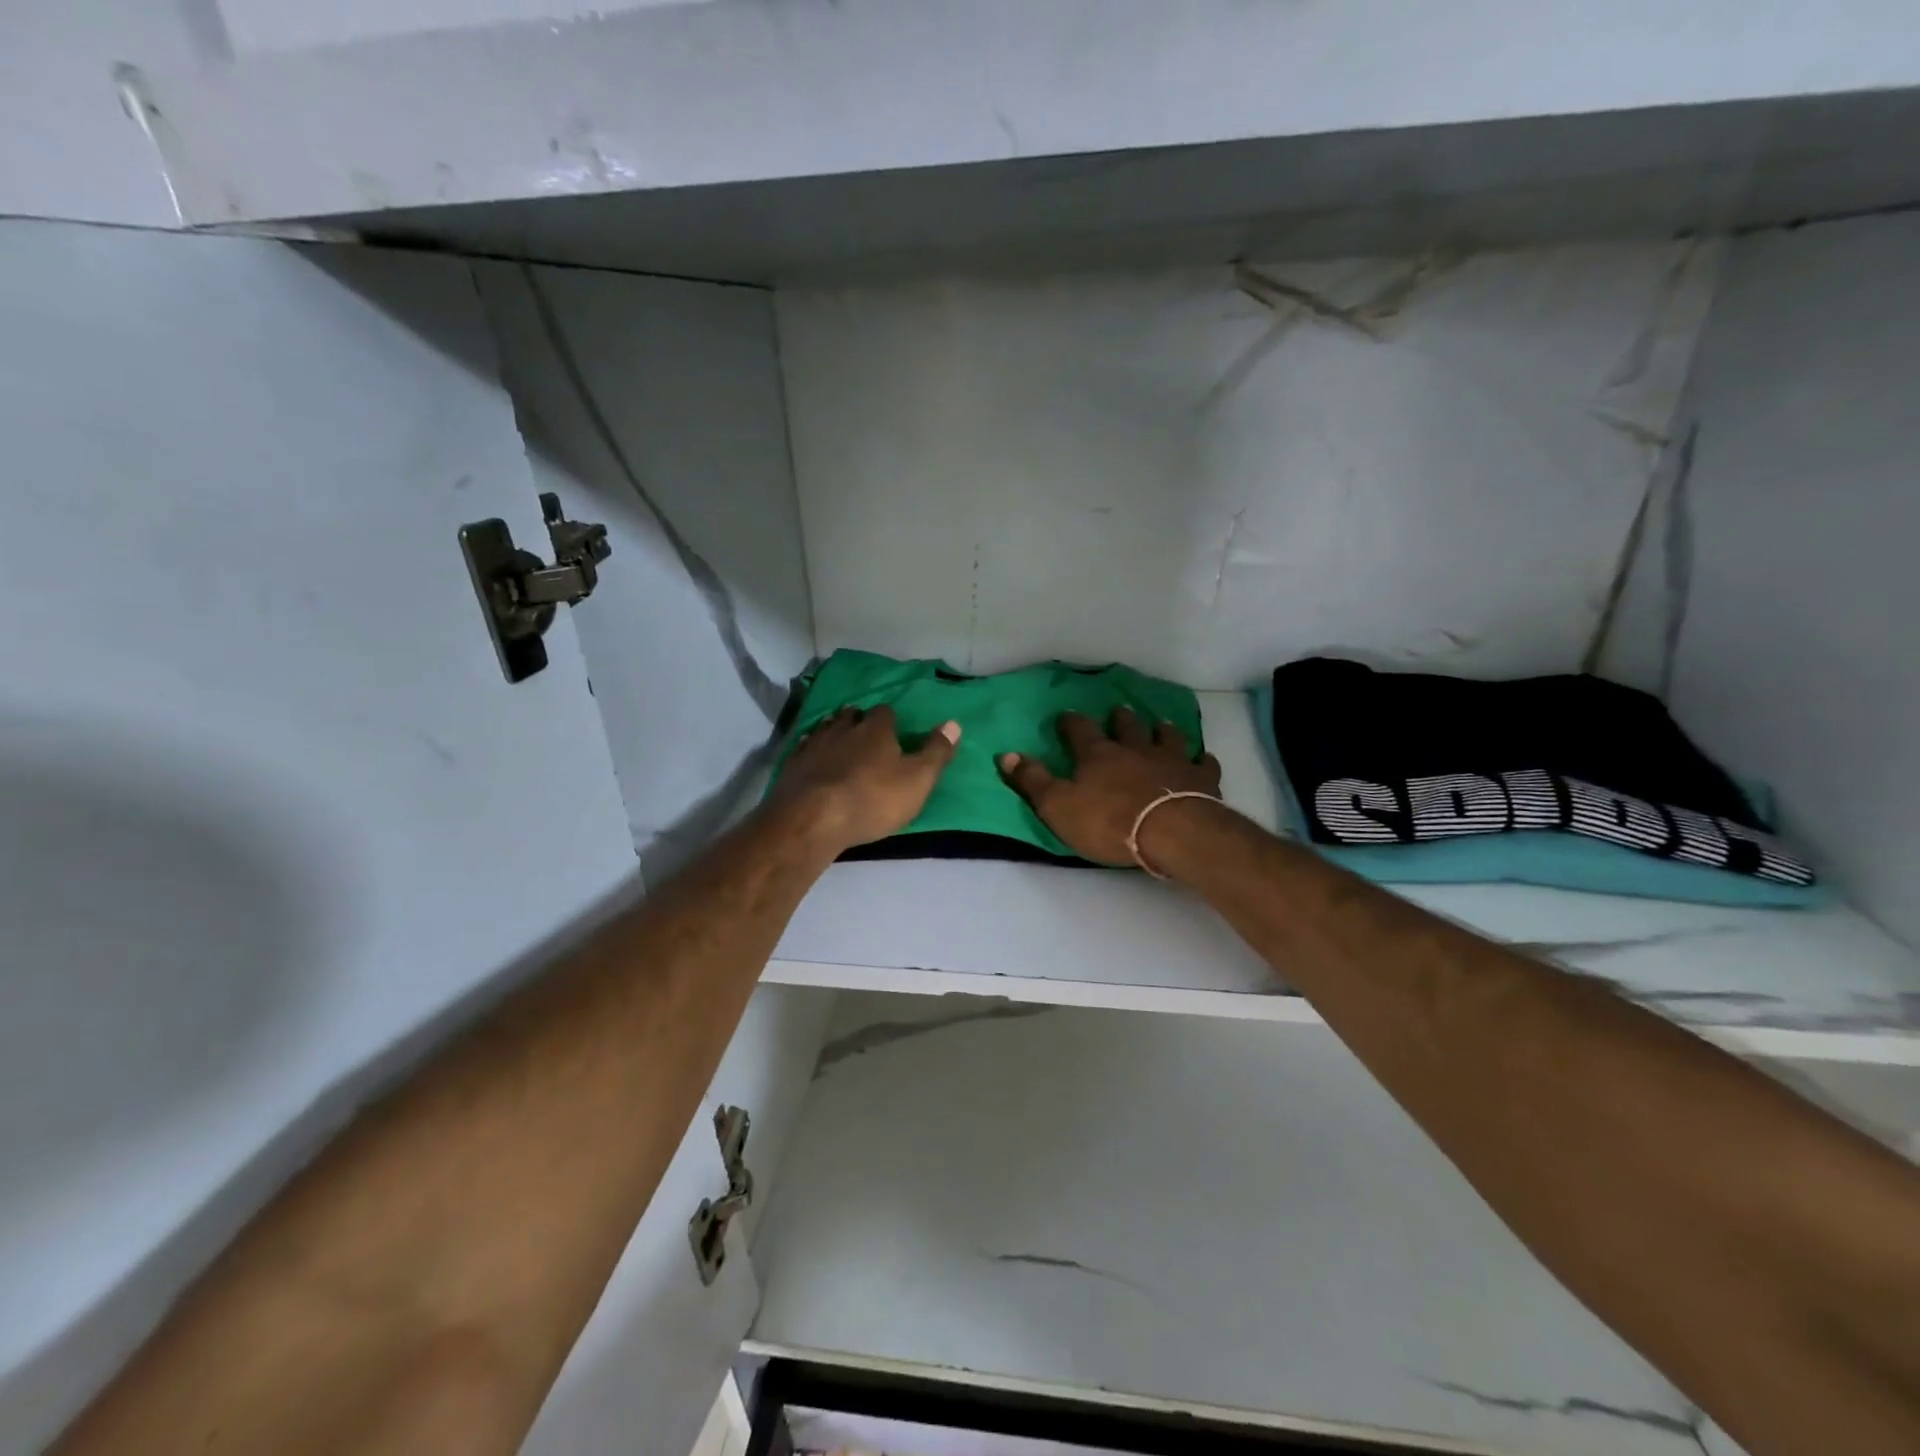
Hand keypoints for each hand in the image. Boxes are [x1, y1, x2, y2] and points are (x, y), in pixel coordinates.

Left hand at [767, 705, 960, 856]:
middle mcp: (843, 727)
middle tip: (867, 738)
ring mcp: (813, 744)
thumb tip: (954, 723)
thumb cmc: (873, 799)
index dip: (891, 721)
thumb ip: (936, 752)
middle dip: (859, 722)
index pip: (886, 712)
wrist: (812, 819)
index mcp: (876, 728)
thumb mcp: (917, 780)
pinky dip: (812, 753)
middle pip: (852, 715)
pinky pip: (804, 749)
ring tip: (841, 748)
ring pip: (826, 728)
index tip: (895, 734)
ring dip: (834, 734)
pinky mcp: (791, 764)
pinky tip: (814, 764)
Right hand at [999, 708, 1221, 867]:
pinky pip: (1203, 764)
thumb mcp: (1057, 805)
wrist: (1171, 832)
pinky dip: (1201, 760)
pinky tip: (1203, 759)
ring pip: (1166, 737)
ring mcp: (1171, 760)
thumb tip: (1005, 755)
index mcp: (1097, 754)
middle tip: (1119, 711)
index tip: (1065, 717)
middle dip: (1120, 719)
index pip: (1079, 730)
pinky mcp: (1200, 779)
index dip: (1070, 722)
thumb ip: (1032, 780)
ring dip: (1161, 731)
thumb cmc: (1108, 821)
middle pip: (1126, 727)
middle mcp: (1134, 749)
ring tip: (1160, 725)